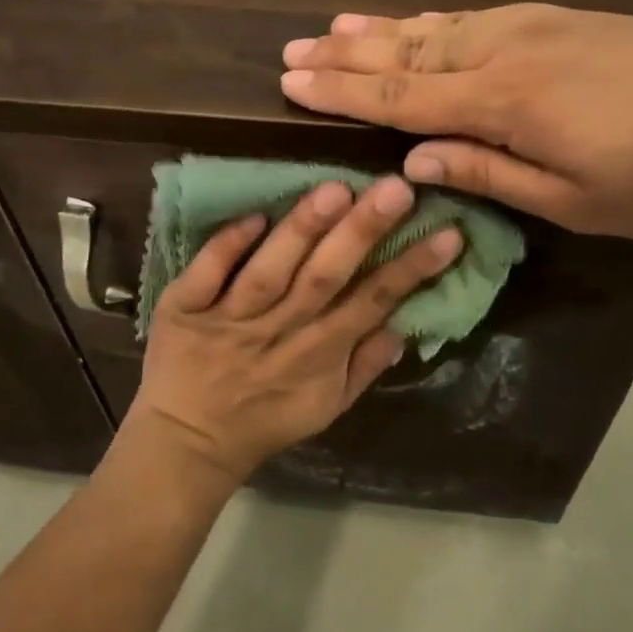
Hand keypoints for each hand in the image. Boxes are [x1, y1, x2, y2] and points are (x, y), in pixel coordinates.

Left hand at [128, 176, 463, 484]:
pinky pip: (205, 275)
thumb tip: (405, 326)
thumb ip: (365, 367)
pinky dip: (227, 246)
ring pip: (270, 272)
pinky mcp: (183, 309)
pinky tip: (254, 214)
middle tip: (397, 188)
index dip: (412, 269)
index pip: (373, 302)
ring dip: (301, 232)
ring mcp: (229, 319)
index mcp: (318, 354)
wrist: (187, 442)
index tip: (449, 232)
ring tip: (335, 191)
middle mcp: (278, 331)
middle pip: (325, 278)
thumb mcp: (326, 407)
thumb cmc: (265, 420)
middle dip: (363, 233)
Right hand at [280, 5, 632, 239]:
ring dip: (381, 29)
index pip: (399, 96)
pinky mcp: (557, 17)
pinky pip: (472, 16)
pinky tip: (416, 21)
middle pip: (407, 50)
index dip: (340, 92)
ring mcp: (531, 25)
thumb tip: (414, 159)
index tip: (289, 82)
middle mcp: (503, 51)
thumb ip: (488, 172)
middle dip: (345, 54)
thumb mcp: (573, 200)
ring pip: (436, 25)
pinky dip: (430, 19)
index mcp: (502, 102)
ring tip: (334, 26)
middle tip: (292, 50)